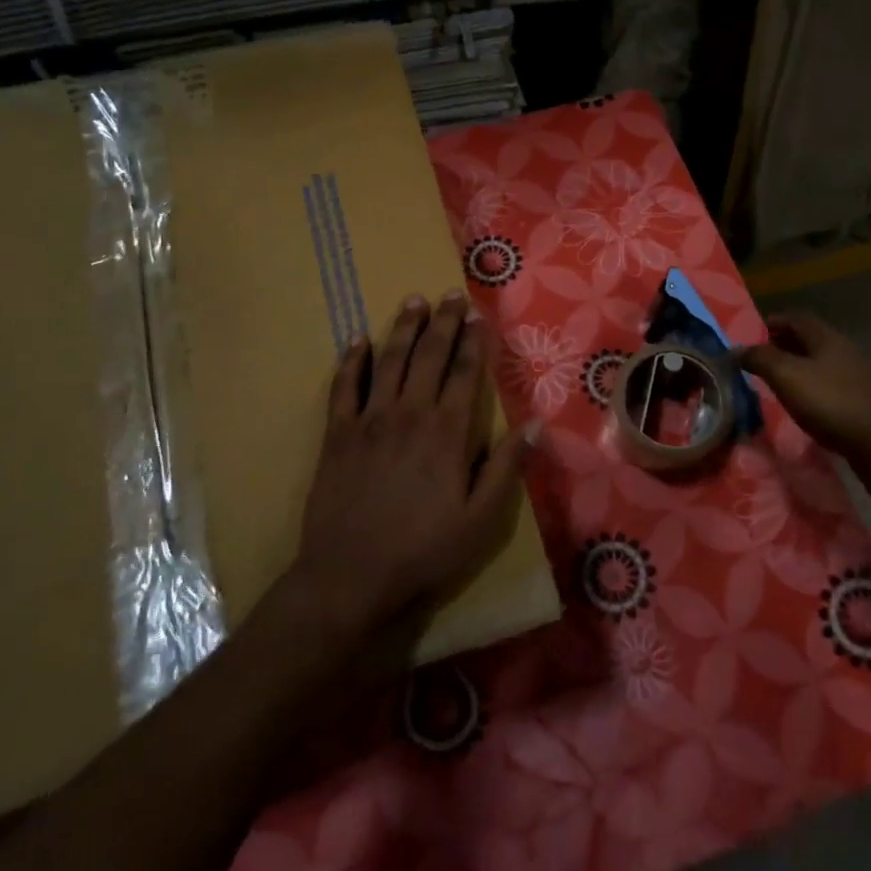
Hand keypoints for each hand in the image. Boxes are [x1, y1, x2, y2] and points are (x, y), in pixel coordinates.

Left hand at [286, 290, 534, 646]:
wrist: (350, 574)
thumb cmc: (423, 549)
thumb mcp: (480, 520)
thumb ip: (505, 469)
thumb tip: (533, 426)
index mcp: (447, 432)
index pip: (464, 373)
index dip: (474, 341)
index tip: (479, 315)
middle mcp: (409, 414)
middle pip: (428, 356)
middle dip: (443, 323)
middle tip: (450, 295)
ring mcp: (369, 420)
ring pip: (388, 361)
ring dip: (402, 328)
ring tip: (413, 300)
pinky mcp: (337, 434)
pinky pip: (343, 387)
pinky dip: (351, 361)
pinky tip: (357, 340)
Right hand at [741, 312, 870, 459]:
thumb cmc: (830, 402)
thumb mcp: (787, 377)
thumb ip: (760, 359)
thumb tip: (737, 349)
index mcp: (827, 337)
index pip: (796, 318)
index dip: (773, 322)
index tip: (753, 334)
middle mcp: (845, 349)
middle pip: (809, 339)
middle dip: (783, 344)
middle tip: (760, 358)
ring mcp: (858, 373)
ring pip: (821, 361)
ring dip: (798, 365)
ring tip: (777, 379)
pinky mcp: (864, 397)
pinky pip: (831, 381)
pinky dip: (812, 383)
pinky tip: (803, 399)